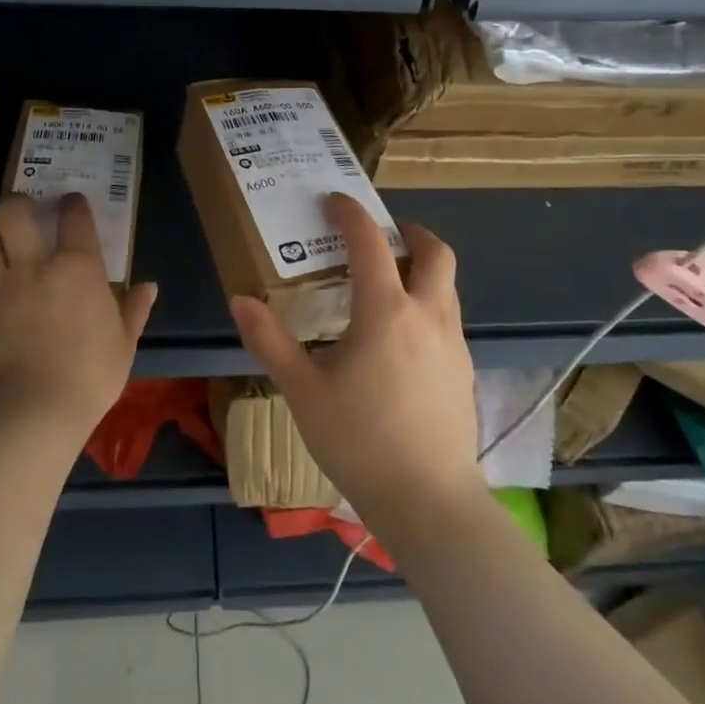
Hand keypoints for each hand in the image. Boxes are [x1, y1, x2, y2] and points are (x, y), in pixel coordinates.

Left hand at [0, 194, 157, 439]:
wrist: (34, 409)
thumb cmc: (90, 374)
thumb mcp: (123, 342)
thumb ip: (134, 309)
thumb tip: (149, 287)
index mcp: (77, 266)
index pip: (73, 216)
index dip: (73, 204)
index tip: (73, 203)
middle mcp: (35, 264)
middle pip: (12, 211)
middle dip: (16, 202)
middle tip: (24, 208)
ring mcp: (0, 284)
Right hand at [230, 193, 483, 526]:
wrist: (429, 502)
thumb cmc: (359, 442)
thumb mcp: (303, 392)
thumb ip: (270, 342)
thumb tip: (240, 300)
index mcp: (385, 312)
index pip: (371, 243)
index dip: (351, 214)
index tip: (334, 201)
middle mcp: (427, 315)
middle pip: (435, 252)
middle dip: (410, 232)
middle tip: (381, 235)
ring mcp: (453, 343)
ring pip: (447, 284)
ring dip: (422, 267)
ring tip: (388, 283)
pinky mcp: (464, 369)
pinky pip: (449, 316)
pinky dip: (428, 302)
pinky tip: (402, 336)